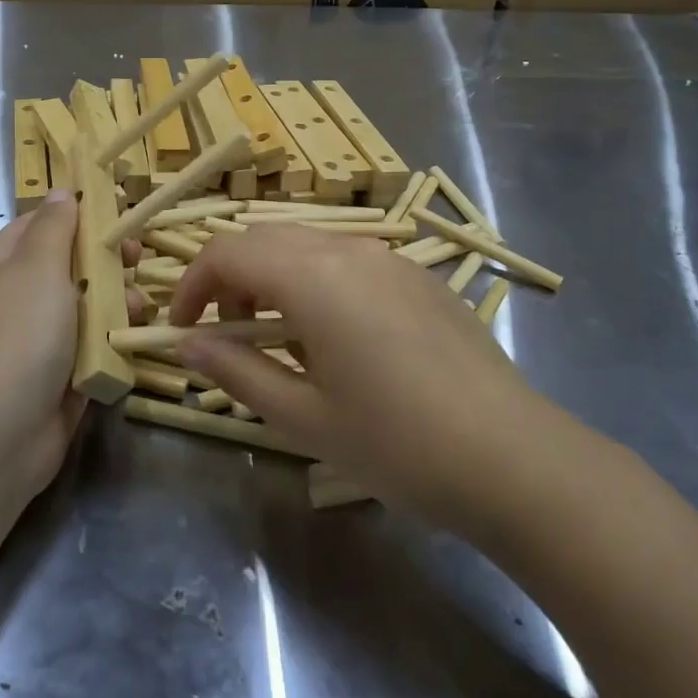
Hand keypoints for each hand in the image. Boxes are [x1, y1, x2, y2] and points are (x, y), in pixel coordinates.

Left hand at [0, 191, 147, 499]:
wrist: (4, 426)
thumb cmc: (22, 331)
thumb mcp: (39, 264)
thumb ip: (56, 226)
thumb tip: (62, 192)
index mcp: (4, 262)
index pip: (44, 222)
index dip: (80, 213)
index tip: (119, 211)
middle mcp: (21, 294)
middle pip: (71, 262)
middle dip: (106, 259)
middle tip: (134, 258)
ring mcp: (41, 334)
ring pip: (89, 302)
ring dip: (116, 300)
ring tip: (137, 308)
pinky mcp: (61, 369)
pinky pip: (94, 341)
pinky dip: (113, 337)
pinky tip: (132, 336)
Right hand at [170, 225, 553, 537]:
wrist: (515, 458)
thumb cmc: (399, 444)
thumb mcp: (304, 417)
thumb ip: (237, 371)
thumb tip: (187, 344)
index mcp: (313, 278)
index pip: (227, 253)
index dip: (192, 285)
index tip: (182, 329)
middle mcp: (349, 250)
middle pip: (265, 239)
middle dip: (231, 279)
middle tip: (229, 336)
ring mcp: (390, 258)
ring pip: (307, 246)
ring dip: (274, 278)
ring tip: (281, 341)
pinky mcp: (418, 276)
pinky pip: (348, 260)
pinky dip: (316, 282)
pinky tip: (337, 339)